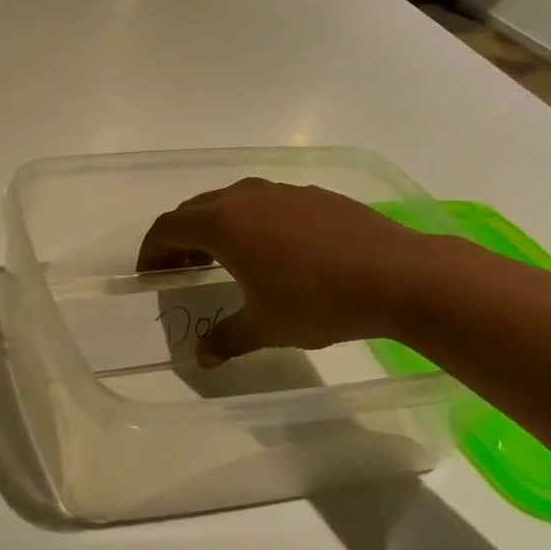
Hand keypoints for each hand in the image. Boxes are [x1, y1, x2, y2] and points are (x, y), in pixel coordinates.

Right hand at [137, 177, 438, 366]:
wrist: (401, 276)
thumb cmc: (319, 300)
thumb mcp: (265, 326)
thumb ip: (226, 337)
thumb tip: (202, 358)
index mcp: (223, 223)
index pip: (168, 228)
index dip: (152, 251)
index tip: (149, 275)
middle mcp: (246, 197)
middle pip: (196, 209)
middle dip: (180, 238)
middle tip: (180, 270)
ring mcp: (283, 191)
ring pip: (232, 202)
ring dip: (215, 227)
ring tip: (221, 259)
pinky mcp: (315, 195)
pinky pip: (266, 203)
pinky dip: (251, 222)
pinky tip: (272, 252)